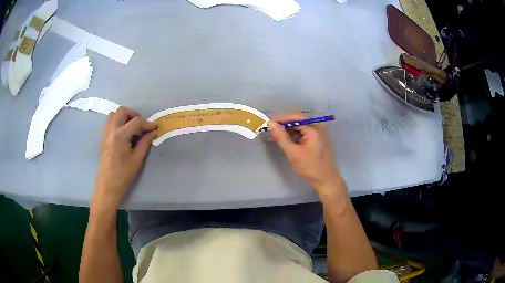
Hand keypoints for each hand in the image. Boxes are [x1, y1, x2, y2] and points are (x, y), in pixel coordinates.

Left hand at [91, 107, 156, 211]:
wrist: (107, 186)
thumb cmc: (123, 175)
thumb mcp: (137, 159)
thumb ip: (145, 142)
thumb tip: (153, 131)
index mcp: (120, 135)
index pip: (136, 121)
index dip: (147, 123)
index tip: (154, 128)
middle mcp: (111, 130)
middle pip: (122, 111)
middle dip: (133, 114)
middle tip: (140, 125)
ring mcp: (105, 133)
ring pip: (113, 114)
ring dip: (124, 117)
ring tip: (131, 128)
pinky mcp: (103, 138)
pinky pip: (109, 122)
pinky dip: (118, 122)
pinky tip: (124, 134)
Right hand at [268, 113, 342, 194]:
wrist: (325, 180)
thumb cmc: (310, 168)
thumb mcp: (293, 153)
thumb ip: (281, 137)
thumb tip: (271, 124)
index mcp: (314, 129)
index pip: (296, 117)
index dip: (281, 118)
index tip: (268, 122)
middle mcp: (318, 128)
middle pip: (298, 121)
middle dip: (283, 124)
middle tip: (269, 128)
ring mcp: (318, 134)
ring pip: (300, 127)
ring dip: (287, 130)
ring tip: (273, 134)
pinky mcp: (317, 140)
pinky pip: (303, 133)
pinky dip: (293, 135)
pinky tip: (284, 139)